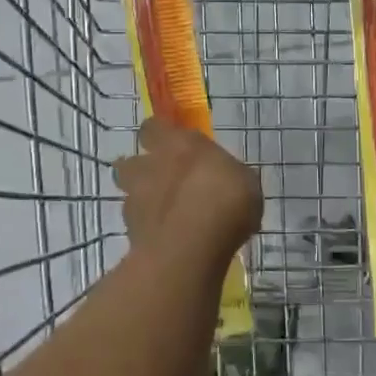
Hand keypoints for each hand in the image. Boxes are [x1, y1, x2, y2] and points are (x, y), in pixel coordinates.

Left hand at [114, 117, 262, 260]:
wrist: (190, 249)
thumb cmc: (225, 203)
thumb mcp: (246, 183)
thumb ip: (227, 176)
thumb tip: (228, 179)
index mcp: (179, 144)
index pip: (155, 127)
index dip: (160, 134)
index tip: (172, 143)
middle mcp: (151, 166)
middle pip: (131, 161)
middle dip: (142, 169)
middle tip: (164, 181)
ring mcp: (135, 199)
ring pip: (129, 194)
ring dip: (142, 200)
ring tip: (166, 215)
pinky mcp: (130, 232)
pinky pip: (136, 224)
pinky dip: (147, 229)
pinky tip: (168, 240)